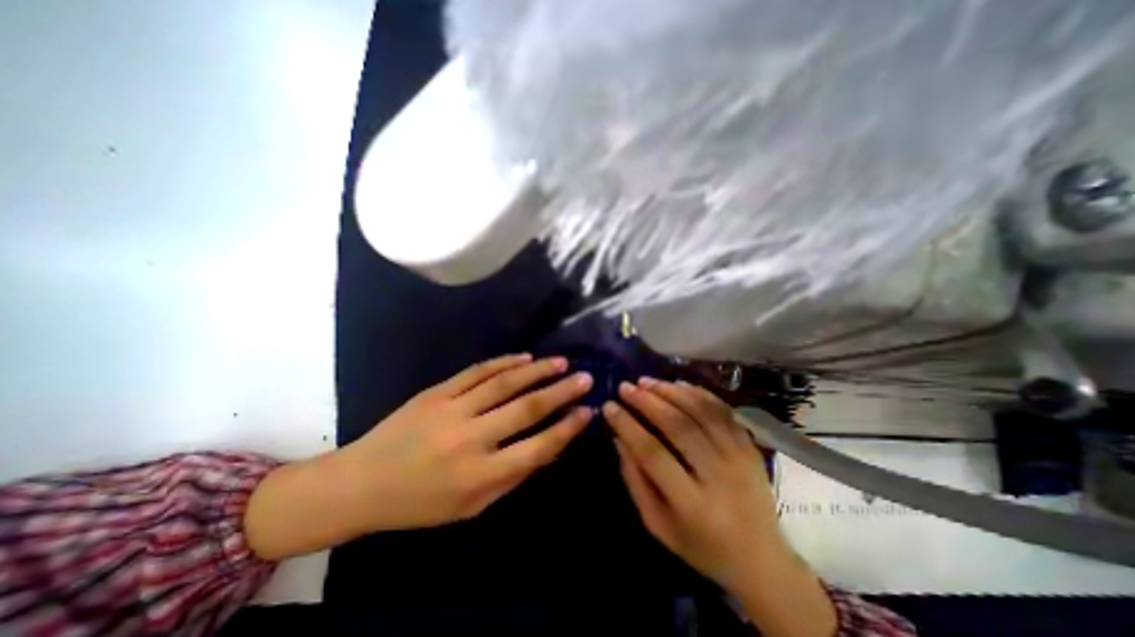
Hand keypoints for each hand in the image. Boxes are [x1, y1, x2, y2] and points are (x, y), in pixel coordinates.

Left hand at [343, 356, 595, 529]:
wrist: (361, 483)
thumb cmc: (420, 504)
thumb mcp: (472, 507)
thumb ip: (513, 476)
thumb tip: (550, 447)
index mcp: (480, 475)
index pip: (538, 447)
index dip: (567, 428)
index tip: (588, 411)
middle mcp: (471, 439)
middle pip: (526, 408)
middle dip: (561, 391)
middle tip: (585, 377)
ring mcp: (452, 409)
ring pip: (504, 383)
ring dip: (537, 370)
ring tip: (561, 362)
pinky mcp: (437, 391)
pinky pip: (477, 372)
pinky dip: (504, 362)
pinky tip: (524, 357)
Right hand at [603, 377, 781, 592]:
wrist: (762, 560)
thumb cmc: (701, 546)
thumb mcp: (658, 525)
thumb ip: (636, 481)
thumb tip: (619, 438)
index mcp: (692, 505)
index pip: (652, 453)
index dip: (628, 426)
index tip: (609, 406)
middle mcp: (719, 476)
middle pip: (679, 426)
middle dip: (647, 401)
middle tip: (626, 386)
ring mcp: (739, 458)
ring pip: (701, 412)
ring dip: (670, 391)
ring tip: (646, 381)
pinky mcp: (751, 447)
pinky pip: (723, 411)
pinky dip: (699, 393)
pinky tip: (678, 384)